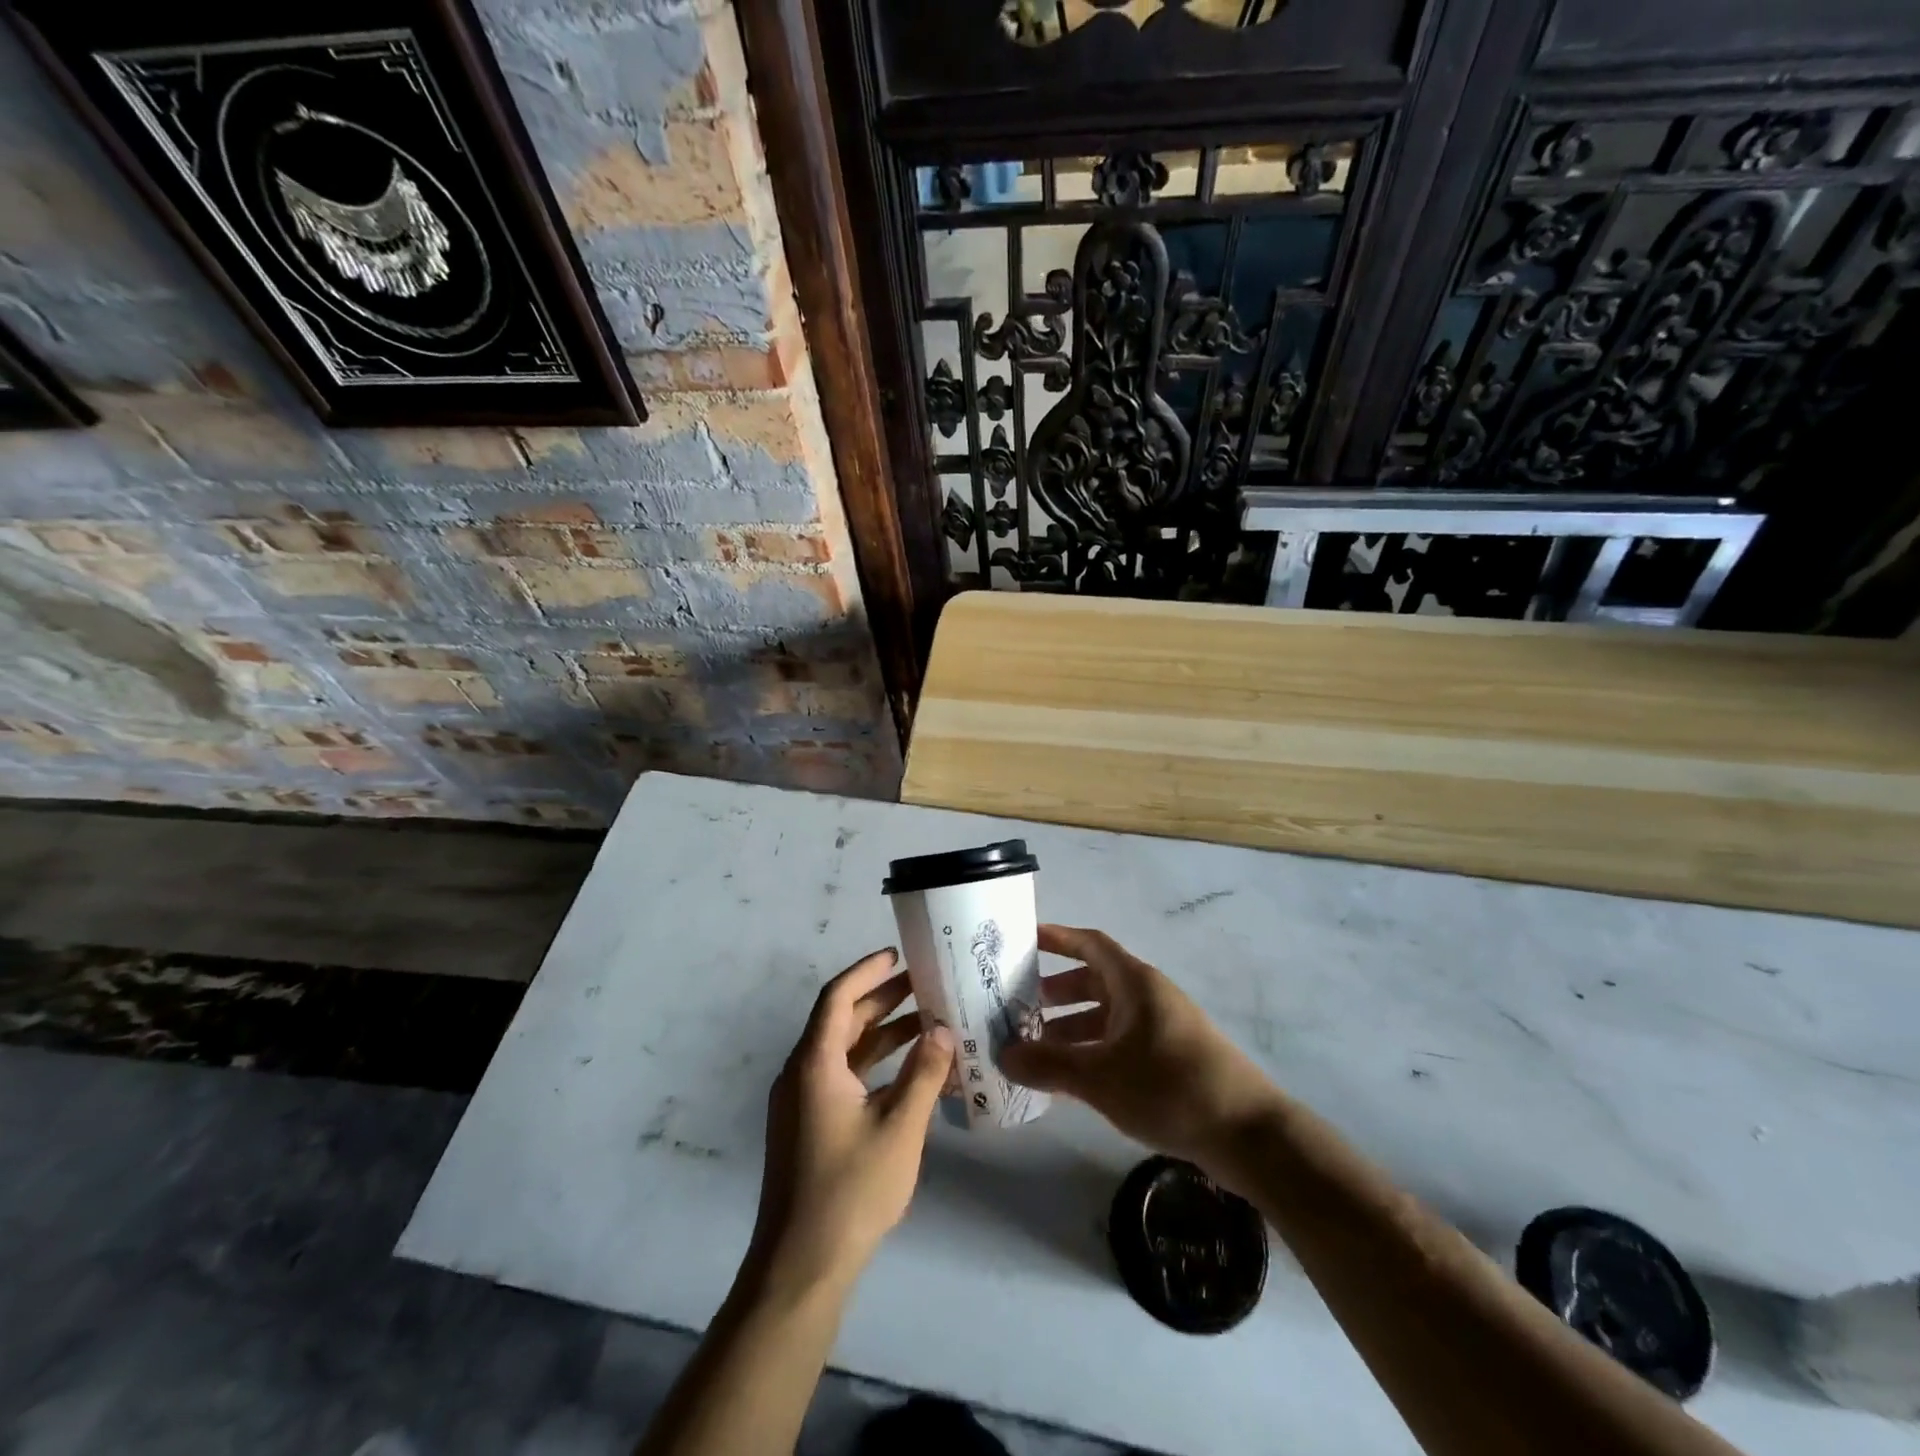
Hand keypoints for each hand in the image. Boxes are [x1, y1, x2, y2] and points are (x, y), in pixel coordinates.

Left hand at [751, 948, 954, 1292]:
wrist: (801, 1267)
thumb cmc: (851, 1190)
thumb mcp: (900, 1128)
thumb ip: (924, 1074)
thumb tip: (943, 1029)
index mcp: (814, 1064)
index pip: (837, 998)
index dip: (867, 972)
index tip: (897, 955)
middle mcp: (801, 1074)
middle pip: (841, 1021)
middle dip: (881, 1000)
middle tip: (923, 984)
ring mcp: (802, 1103)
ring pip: (843, 1051)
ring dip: (881, 1034)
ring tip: (926, 1022)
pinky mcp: (808, 1127)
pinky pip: (842, 1078)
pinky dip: (874, 1066)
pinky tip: (909, 1073)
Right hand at [1001, 925, 1277, 1175]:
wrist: (1248, 1134)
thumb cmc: (1170, 1087)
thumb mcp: (1100, 1076)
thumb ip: (1049, 1064)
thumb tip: (1004, 1055)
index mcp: (1134, 982)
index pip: (1090, 944)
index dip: (1057, 938)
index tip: (1023, 940)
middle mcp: (1148, 996)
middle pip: (1094, 981)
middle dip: (1056, 992)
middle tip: (1019, 1007)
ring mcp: (1162, 1027)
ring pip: (1106, 1016)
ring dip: (1071, 1027)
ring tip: (1036, 1049)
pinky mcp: (1171, 1058)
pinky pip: (1120, 1042)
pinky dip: (1093, 1051)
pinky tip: (1071, 1080)